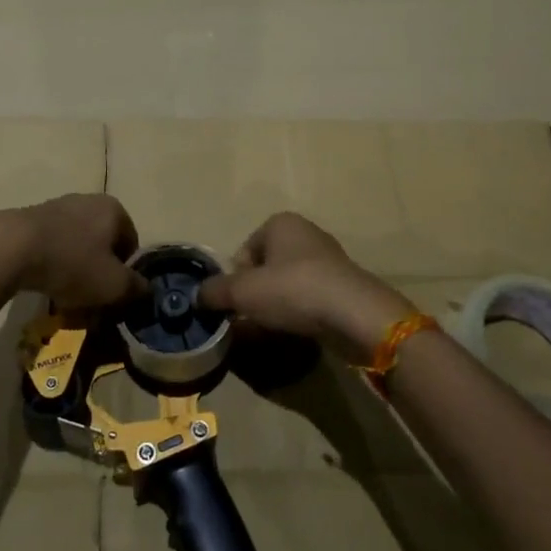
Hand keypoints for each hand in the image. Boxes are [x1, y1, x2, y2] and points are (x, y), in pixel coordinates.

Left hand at [0, 194, 146, 308]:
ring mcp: (58, 206)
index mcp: (114, 209)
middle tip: (89, 300)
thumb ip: (136, 289)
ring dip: (75, 271)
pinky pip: (52, 245)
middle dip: (98, 273)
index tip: (112, 295)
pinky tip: (43, 283)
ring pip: (77, 246)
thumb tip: (145, 290)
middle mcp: (88, 200)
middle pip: (102, 245)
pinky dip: (52, 264)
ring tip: (64, 296)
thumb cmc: (73, 263)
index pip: (131, 244)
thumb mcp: (113, 285)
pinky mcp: (32, 218)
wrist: (12, 248)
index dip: (125, 274)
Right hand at [197, 212, 414, 362]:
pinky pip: (310, 296)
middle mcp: (305, 232)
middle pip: (265, 267)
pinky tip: (299, 328)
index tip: (238, 303)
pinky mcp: (343, 283)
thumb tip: (197, 296)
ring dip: (278, 303)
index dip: (236, 280)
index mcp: (280, 223)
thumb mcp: (243, 292)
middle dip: (257, 292)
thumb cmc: (292, 290)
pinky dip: (301, 310)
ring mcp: (328, 257)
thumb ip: (215, 291)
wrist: (354, 314)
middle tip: (254, 317)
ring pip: (288, 282)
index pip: (244, 251)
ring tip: (276, 325)